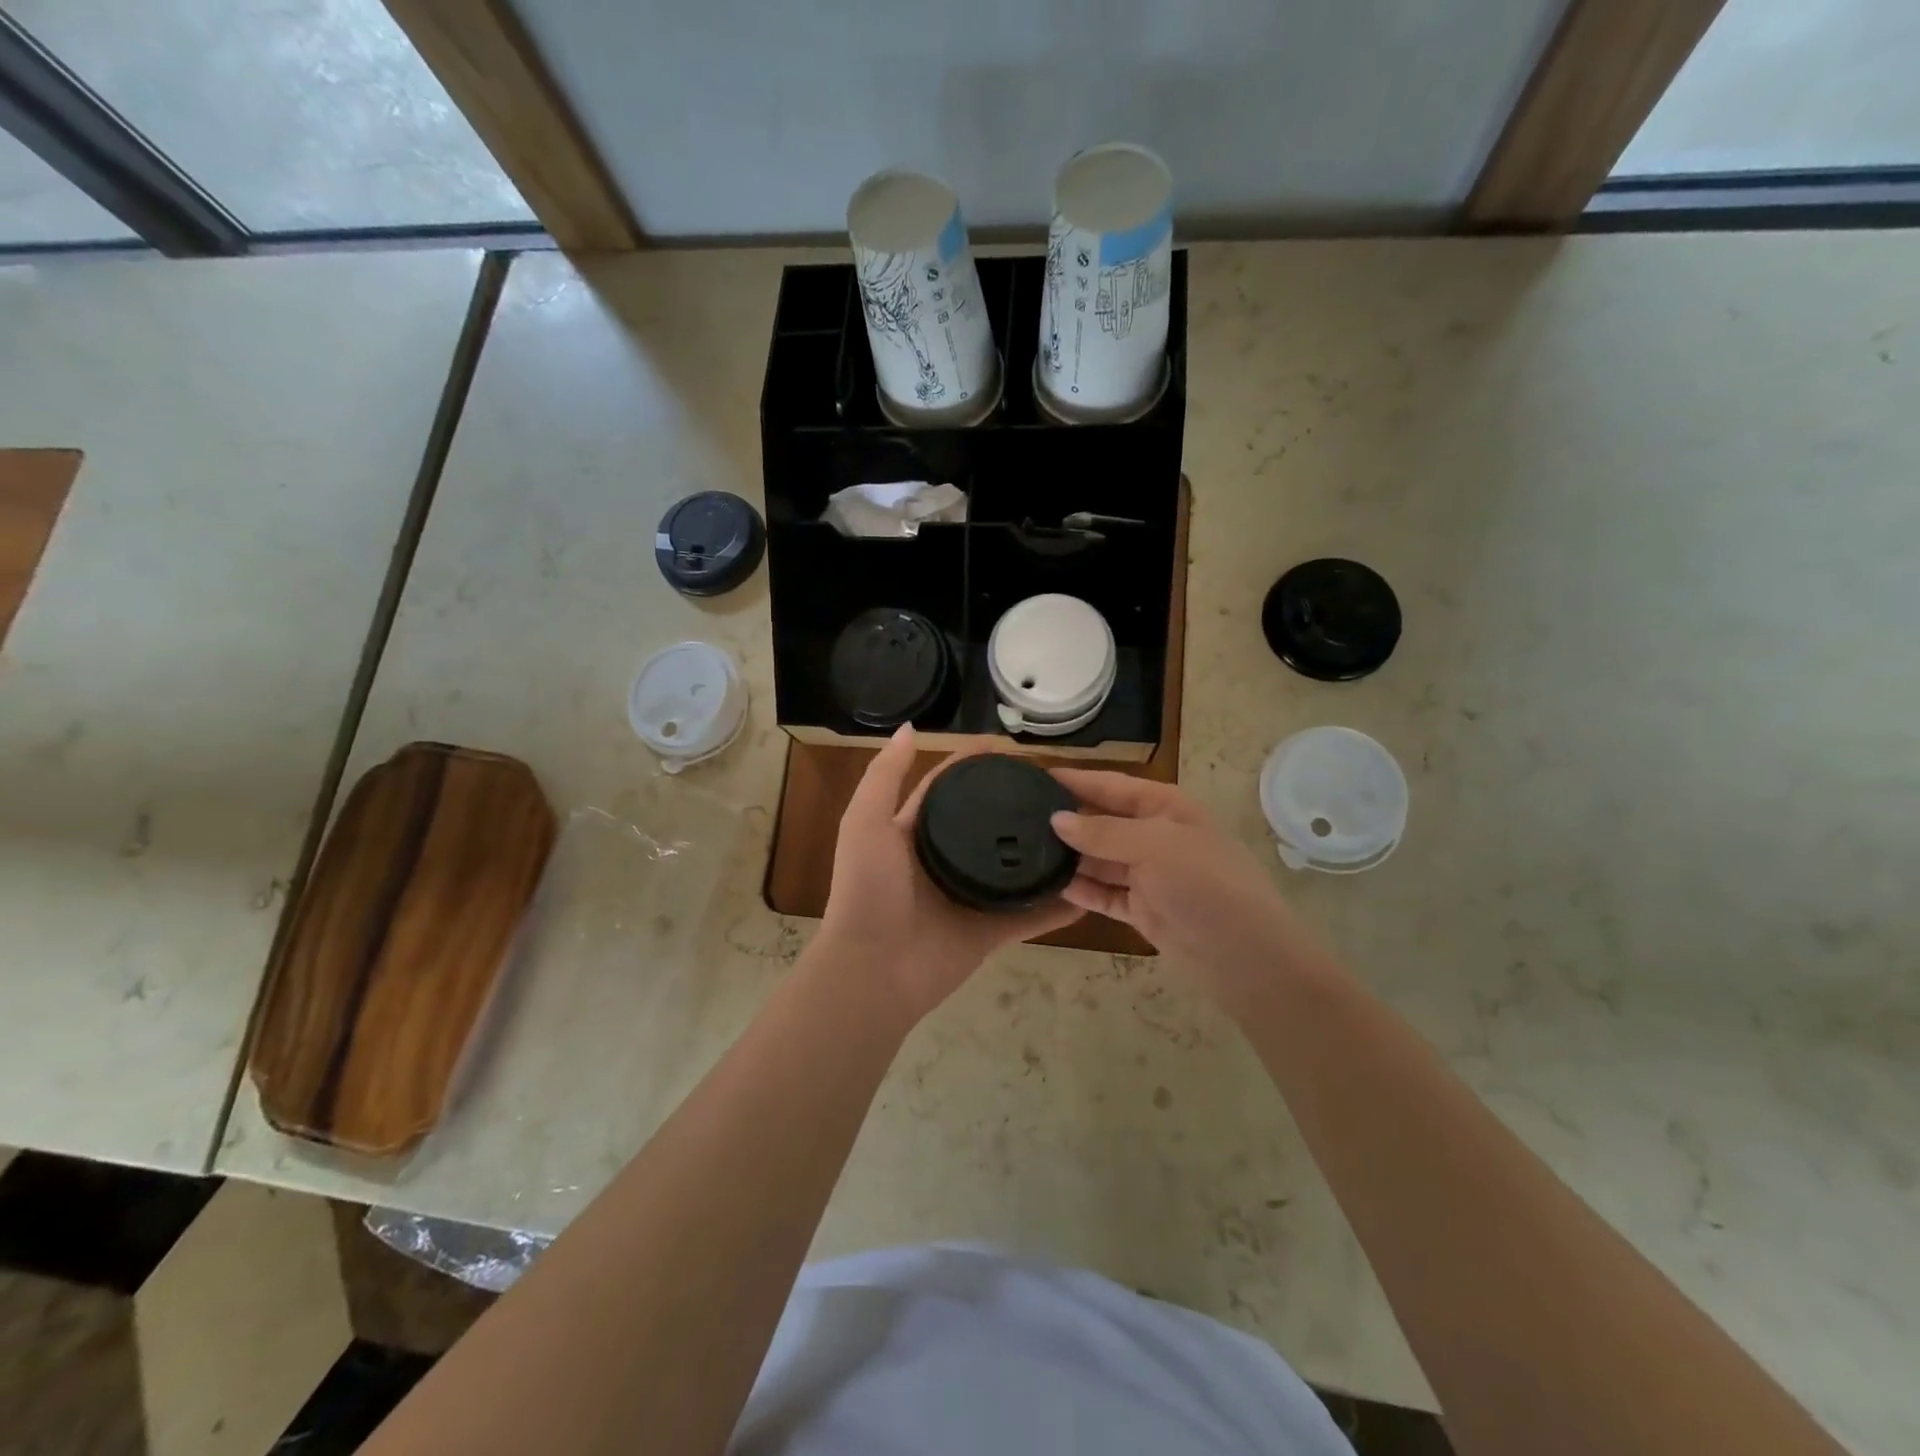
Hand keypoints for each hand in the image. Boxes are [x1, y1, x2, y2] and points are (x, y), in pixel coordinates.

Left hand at [821, 727, 1081, 1025]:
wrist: (873, 969)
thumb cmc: (868, 890)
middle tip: (1058, 785)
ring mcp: (969, 898)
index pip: (948, 787)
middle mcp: (943, 861)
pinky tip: (1089, 887)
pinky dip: (1057, 906)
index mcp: (913, 833)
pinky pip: (1030, 916)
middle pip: (986, 824)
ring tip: (1081, 827)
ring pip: (1014, 869)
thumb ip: (885, 776)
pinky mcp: (989, 932)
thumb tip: (910, 728)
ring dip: (1041, 852)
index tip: (1013, 748)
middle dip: (1015, 804)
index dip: (975, 764)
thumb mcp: (866, 822)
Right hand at [1048, 770, 1324, 1013]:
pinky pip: (1103, 893)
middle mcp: (1155, 835)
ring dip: (1069, 857)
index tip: (1032, 777)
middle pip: (1102, 821)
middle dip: (1067, 820)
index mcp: (1165, 807)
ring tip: (1022, 851)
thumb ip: (1104, 832)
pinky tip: (1048, 885)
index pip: (1111, 785)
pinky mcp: (1142, 909)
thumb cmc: (1206, 885)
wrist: (1246, 958)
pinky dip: (1081, 890)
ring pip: (1099, 859)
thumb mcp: (1156, 846)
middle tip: (1016, 819)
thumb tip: (1056, 819)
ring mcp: (1149, 875)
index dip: (1075, 780)